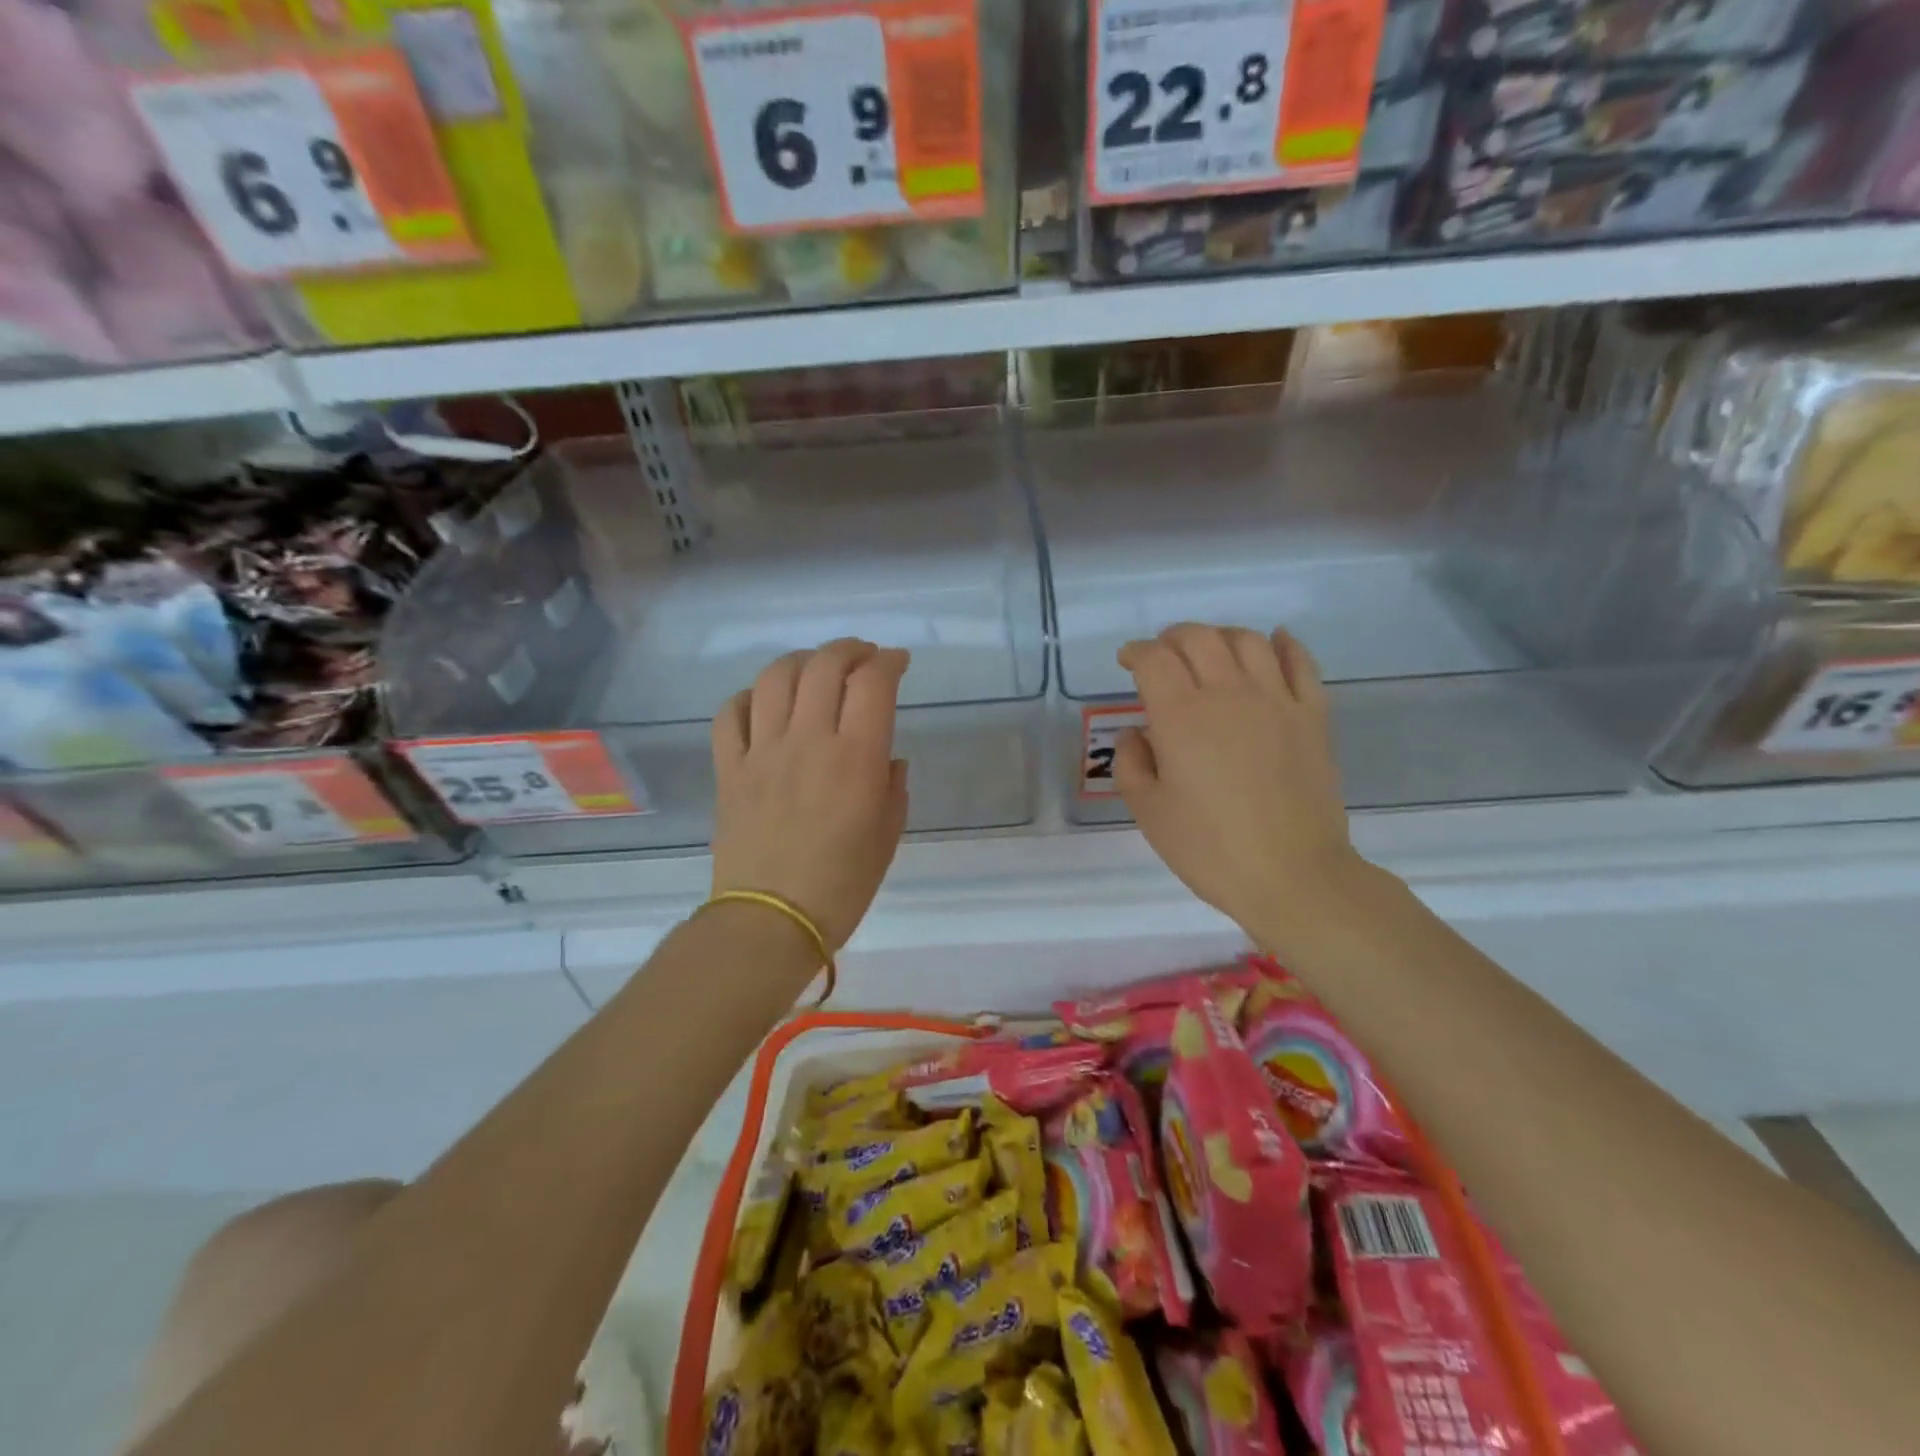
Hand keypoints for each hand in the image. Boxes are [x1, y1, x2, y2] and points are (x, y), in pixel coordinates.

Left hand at [711, 639, 910, 949]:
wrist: (770, 922)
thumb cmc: (842, 885)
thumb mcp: (887, 838)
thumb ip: (893, 788)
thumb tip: (888, 759)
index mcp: (855, 758)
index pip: (872, 684)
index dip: (889, 662)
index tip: (898, 662)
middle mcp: (808, 740)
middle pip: (824, 666)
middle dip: (849, 650)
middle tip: (863, 657)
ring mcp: (762, 751)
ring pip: (776, 678)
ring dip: (801, 661)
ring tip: (815, 669)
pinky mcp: (729, 769)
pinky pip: (731, 714)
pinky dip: (750, 696)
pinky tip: (766, 703)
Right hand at [1114, 624, 1358, 948]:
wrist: (1294, 876)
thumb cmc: (1210, 849)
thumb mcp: (1149, 812)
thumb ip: (1132, 763)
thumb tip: (1137, 732)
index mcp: (1181, 716)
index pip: (1154, 660)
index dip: (1136, 652)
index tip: (1128, 662)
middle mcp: (1228, 694)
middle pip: (1198, 638)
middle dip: (1172, 637)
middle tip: (1162, 655)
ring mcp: (1277, 701)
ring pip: (1247, 640)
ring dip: (1220, 635)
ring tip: (1209, 651)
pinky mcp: (1313, 716)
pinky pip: (1301, 663)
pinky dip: (1285, 644)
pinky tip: (1274, 641)